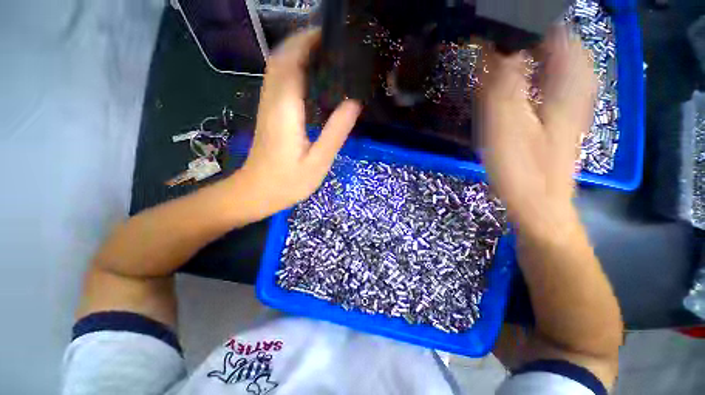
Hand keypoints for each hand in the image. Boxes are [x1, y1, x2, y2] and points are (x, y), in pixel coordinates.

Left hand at [237, 29, 361, 217]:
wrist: (256, 192)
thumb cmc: (287, 182)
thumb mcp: (318, 161)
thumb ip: (335, 132)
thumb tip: (354, 104)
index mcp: (285, 109)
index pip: (292, 61)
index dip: (308, 42)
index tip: (330, 35)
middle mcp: (272, 101)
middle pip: (281, 58)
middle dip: (302, 42)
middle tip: (331, 43)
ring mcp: (267, 106)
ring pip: (277, 68)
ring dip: (296, 53)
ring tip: (324, 54)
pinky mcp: (268, 114)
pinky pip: (278, 82)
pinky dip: (292, 70)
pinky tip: (309, 78)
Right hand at [477, 26, 596, 228]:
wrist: (538, 202)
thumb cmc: (523, 168)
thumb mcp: (507, 125)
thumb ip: (501, 83)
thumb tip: (492, 45)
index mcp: (569, 78)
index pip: (550, 27)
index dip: (520, 22)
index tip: (490, 24)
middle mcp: (574, 80)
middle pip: (547, 40)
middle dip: (516, 37)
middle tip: (485, 41)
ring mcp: (566, 96)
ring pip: (543, 58)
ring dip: (516, 53)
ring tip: (488, 56)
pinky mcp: (554, 111)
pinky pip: (540, 78)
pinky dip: (520, 72)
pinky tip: (502, 80)